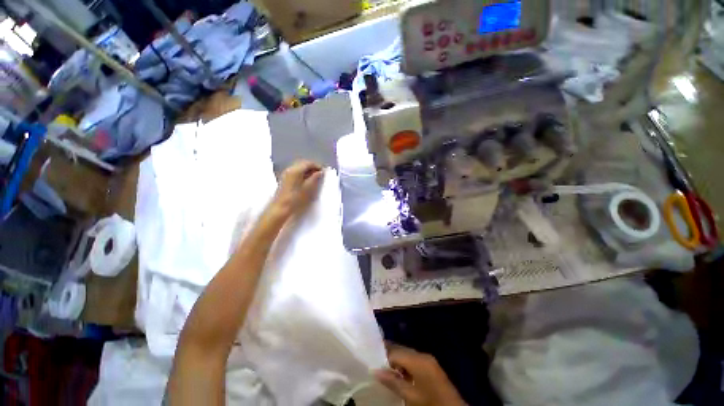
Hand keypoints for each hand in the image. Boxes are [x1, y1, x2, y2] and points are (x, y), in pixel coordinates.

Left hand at [269, 160, 322, 219]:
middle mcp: (290, 169)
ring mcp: (286, 174)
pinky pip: (296, 172)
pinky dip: (303, 174)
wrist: (280, 209)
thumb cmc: (295, 199)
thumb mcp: (308, 188)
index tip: (324, 171)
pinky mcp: (285, 179)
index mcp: (296, 170)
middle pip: (303, 164)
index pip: (308, 163)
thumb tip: (320, 172)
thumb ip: (315, 178)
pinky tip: (307, 181)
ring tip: (315, 178)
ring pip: (299, 168)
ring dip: (308, 171)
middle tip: (321, 174)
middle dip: (312, 167)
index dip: (317, 166)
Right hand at [375, 343, 465, 405]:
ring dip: (397, 360)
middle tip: (375, 361)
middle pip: (401, 350)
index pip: (395, 351)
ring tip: (384, 368)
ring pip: (407, 354)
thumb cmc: (430, 403)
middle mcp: (423, 355)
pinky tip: (399, 373)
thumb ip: (393, 382)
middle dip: (389, 355)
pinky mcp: (431, 365)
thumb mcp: (410, 396)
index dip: (383, 355)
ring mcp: (428, 359)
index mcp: (418, 360)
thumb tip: (375, 371)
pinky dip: (405, 364)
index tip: (371, 358)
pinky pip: (414, 359)